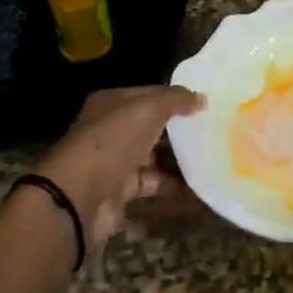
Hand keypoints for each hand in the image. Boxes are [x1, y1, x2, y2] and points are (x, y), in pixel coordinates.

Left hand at [40, 85, 204, 249]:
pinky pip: (154, 184)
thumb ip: (176, 100)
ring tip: (213, 158)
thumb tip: (202, 98)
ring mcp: (116, 161)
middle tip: (214, 131)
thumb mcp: (147, 110)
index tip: (206, 104)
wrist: (78, 198)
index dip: (177, 97)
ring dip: (180, 160)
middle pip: (152, 126)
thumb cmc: (111, 143)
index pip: (150, 94)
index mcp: (112, 103)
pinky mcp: (121, 190)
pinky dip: (175, 186)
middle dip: (180, 129)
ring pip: (154, 156)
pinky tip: (200, 186)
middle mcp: (112, 129)